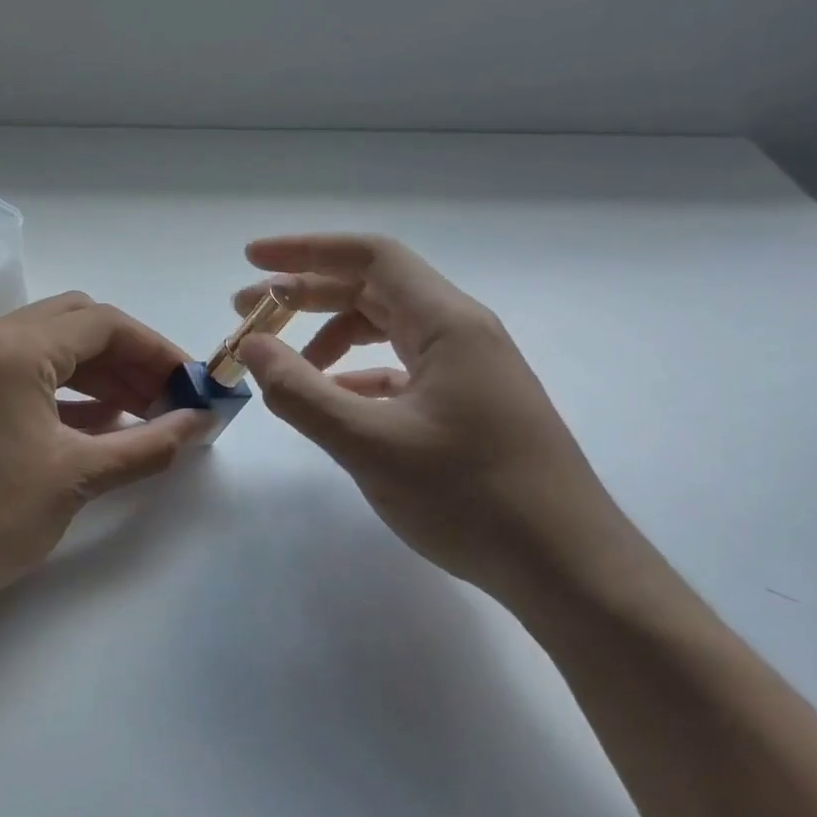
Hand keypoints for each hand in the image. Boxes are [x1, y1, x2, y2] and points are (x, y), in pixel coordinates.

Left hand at [0, 293, 211, 630]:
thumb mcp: (78, 477)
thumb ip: (149, 444)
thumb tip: (201, 423)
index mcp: (13, 349)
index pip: (103, 324)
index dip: (156, 349)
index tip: (192, 382)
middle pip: (77, 324)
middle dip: (130, 356)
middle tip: (168, 395)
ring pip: (52, 346)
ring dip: (101, 372)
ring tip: (144, 411)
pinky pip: (27, 372)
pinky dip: (69, 389)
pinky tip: (103, 423)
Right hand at [234, 234, 626, 612]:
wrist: (567, 566)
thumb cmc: (472, 497)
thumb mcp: (371, 445)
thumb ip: (302, 393)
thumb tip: (252, 347)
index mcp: (447, 323)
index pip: (370, 257)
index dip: (305, 250)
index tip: (251, 258)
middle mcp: (460, 333)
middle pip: (373, 289)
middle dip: (306, 295)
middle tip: (248, 315)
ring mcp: (467, 371)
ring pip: (386, 331)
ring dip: (329, 339)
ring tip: (283, 367)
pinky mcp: (466, 406)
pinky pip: (400, 371)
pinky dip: (356, 376)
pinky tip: (330, 402)